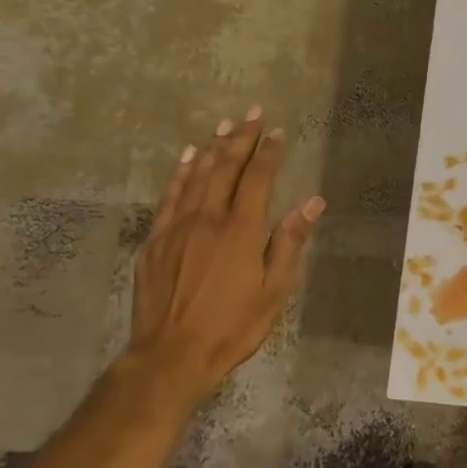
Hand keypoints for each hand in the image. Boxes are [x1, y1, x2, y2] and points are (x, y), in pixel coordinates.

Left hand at [128, 108, 324, 403]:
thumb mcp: (275, 290)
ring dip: (210, 148)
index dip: (269, 153)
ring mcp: (176, 227)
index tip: (278, 132)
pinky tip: (185, 158)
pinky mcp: (154, 241)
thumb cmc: (233, 326)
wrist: (171, 354)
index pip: (258, 179)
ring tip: (223, 125)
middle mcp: (208, 218)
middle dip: (240, 138)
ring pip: (195, 176)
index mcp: (241, 230)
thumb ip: (290, 242)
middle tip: (251, 113)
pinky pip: (169, 196)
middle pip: (224, 167)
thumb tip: (312, 203)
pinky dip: (179, 173)